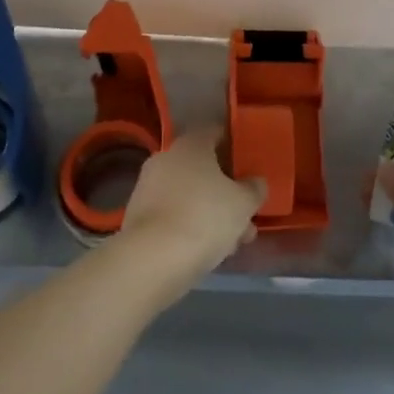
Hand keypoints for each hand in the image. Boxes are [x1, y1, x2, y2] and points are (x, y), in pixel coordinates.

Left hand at [115, 126, 267, 300]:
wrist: (151, 260)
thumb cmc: (204, 218)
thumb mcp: (243, 203)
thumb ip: (254, 189)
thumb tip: (256, 183)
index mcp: (191, 144)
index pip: (216, 134)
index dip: (235, 147)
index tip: (249, 166)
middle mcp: (166, 158)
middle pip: (203, 169)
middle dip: (226, 192)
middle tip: (246, 214)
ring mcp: (148, 187)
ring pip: (189, 196)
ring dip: (211, 213)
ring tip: (233, 243)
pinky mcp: (138, 218)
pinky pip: (173, 215)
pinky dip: (190, 227)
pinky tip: (208, 252)